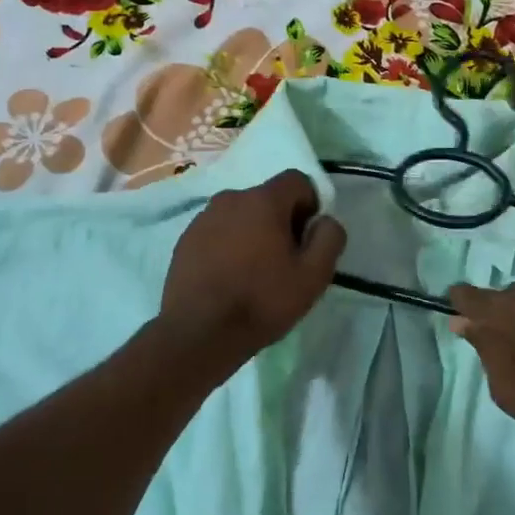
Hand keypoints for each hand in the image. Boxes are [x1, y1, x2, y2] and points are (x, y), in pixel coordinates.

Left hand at [162, 170, 346, 365]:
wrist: (199, 333)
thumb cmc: (261, 301)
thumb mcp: (313, 276)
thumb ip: (329, 238)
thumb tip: (325, 221)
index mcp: (263, 200)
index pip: (297, 180)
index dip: (310, 205)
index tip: (307, 239)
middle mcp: (230, 198)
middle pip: (267, 198)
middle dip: (281, 221)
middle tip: (284, 260)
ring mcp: (203, 218)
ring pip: (240, 215)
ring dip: (253, 233)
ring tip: (254, 272)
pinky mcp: (185, 240)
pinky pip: (218, 232)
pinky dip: (228, 245)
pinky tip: (229, 278)